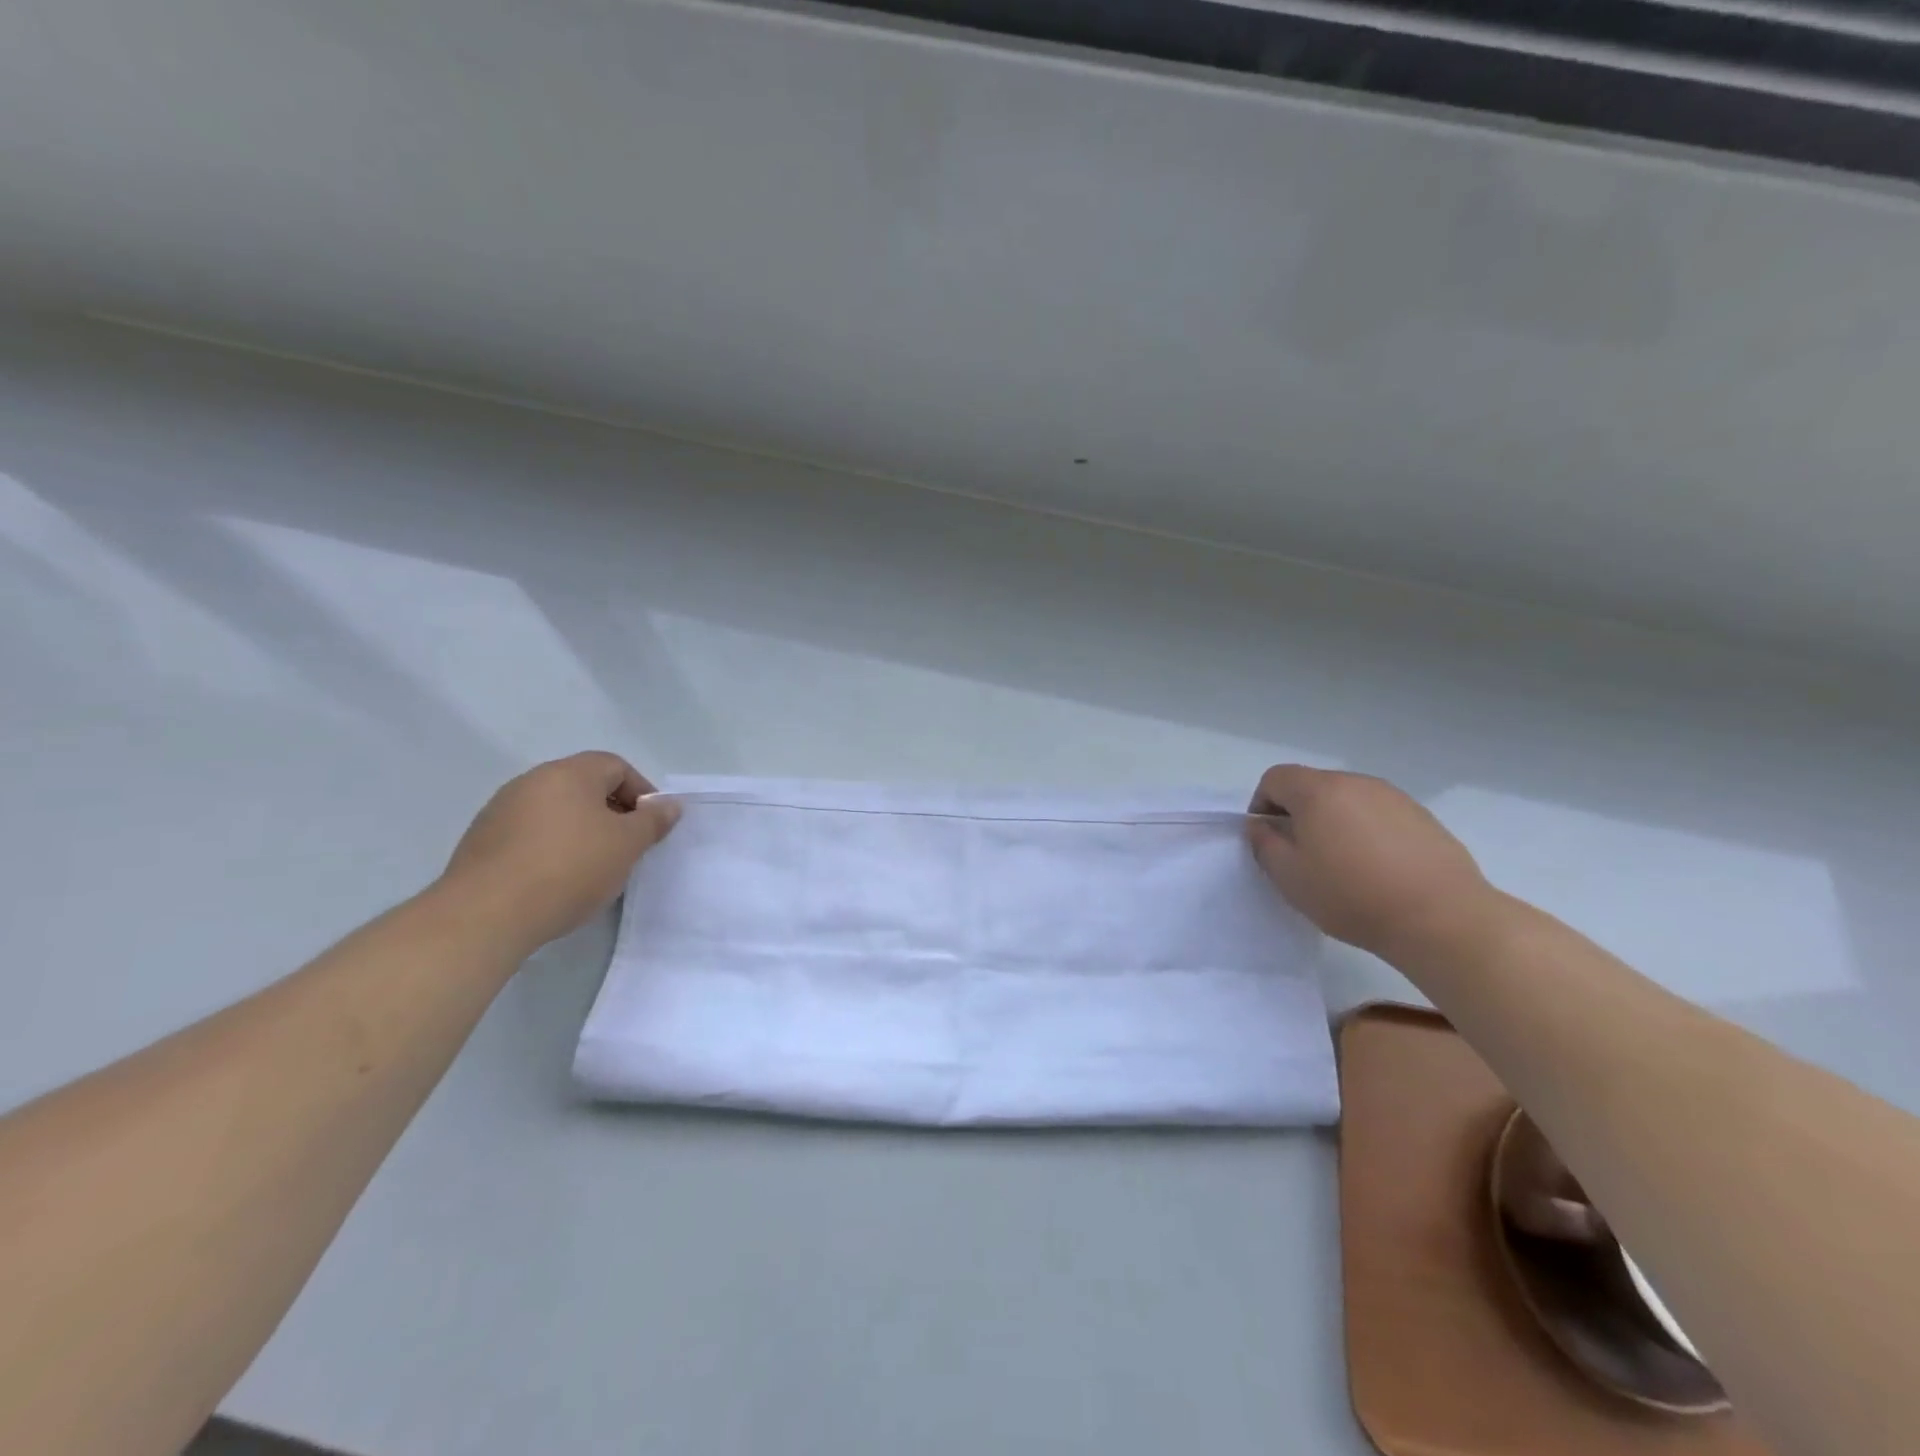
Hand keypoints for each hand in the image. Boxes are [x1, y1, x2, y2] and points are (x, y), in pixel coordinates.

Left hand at [438, 752, 679, 953]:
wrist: (486, 915)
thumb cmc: (569, 868)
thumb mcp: (627, 845)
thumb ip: (653, 821)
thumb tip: (669, 805)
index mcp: (569, 773)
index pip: (616, 766)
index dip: (641, 792)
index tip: (650, 827)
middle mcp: (532, 781)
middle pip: (584, 786)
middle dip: (611, 813)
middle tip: (626, 848)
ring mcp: (501, 810)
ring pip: (556, 811)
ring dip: (580, 831)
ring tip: (592, 868)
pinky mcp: (481, 841)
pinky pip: (529, 834)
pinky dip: (549, 848)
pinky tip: (555, 880)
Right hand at [1246, 765, 1494, 960]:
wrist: (1442, 918)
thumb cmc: (1352, 895)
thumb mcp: (1290, 877)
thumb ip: (1264, 844)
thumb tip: (1261, 825)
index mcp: (1319, 791)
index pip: (1276, 778)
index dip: (1261, 804)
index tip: (1267, 837)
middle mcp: (1356, 783)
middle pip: (1313, 786)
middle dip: (1298, 813)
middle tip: (1302, 855)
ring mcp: (1394, 797)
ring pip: (1348, 800)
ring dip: (1334, 822)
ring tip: (1342, 865)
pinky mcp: (1423, 818)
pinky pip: (1379, 815)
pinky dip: (1367, 832)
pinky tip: (1378, 870)